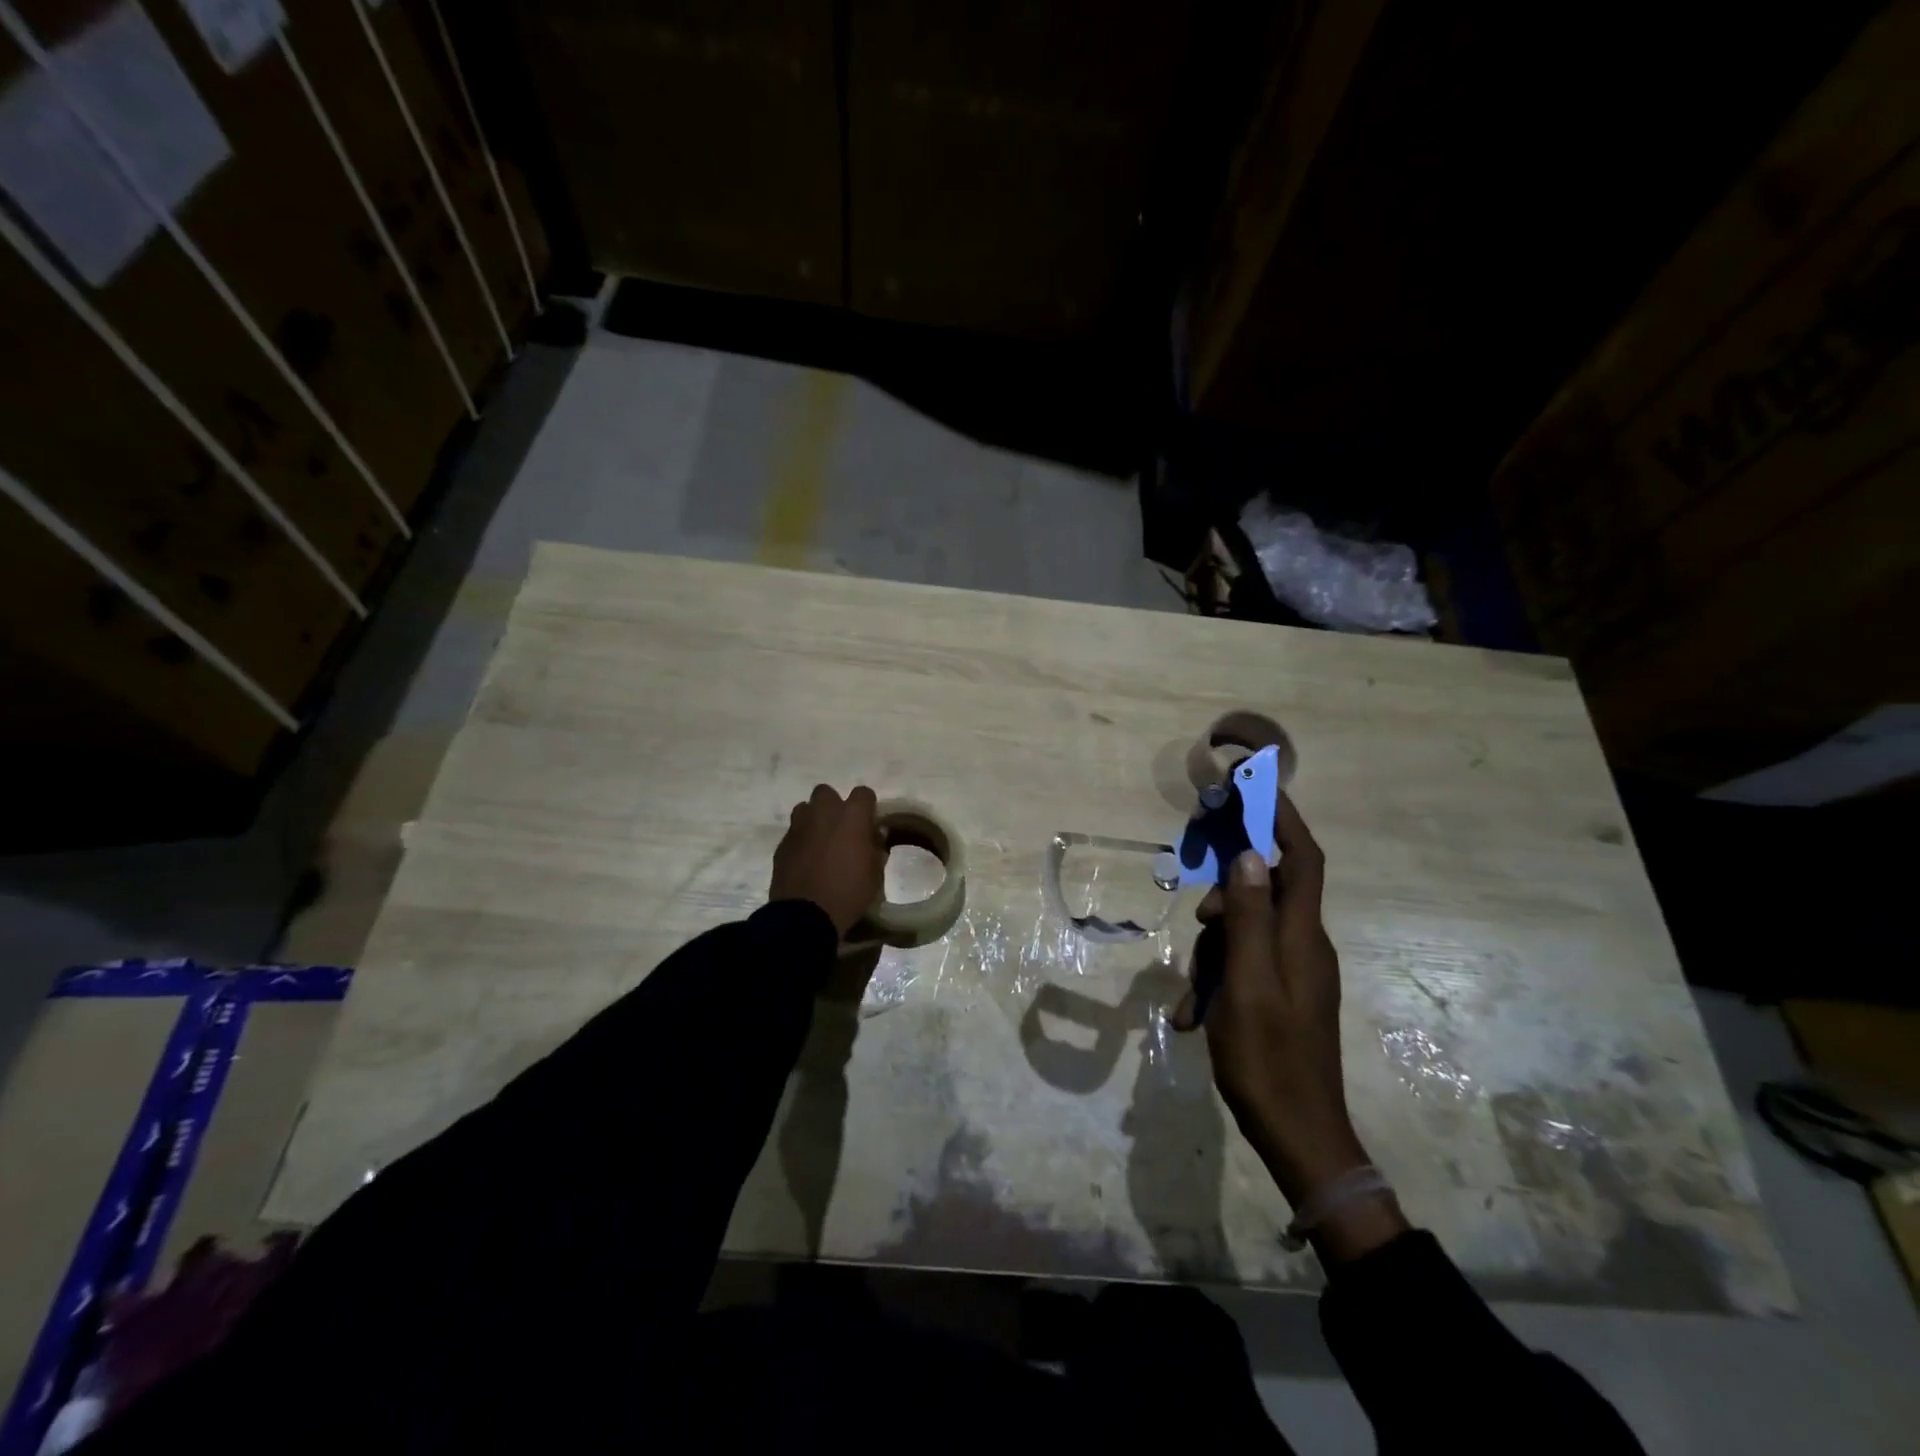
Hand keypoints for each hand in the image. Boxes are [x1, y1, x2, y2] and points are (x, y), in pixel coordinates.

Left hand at [770, 784, 884, 937]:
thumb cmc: (848, 892)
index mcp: (851, 816)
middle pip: (826, 792)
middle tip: (841, 828)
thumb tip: (875, 836)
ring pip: (805, 809)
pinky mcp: (782, 844)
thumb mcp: (875, 874)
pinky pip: (794, 832)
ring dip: (814, 819)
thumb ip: (876, 848)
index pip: (863, 793)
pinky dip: (801, 840)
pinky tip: (806, 860)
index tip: (869, 823)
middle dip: (834, 805)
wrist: (805, 916)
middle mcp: (823, 813)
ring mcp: (799, 827)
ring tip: (821, 841)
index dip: (867, 806)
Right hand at [1179, 795, 1405, 1257]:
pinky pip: (1245, 970)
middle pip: (1264, 895)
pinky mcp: (1283, 998)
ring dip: (1213, 954)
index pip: (1300, 860)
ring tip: (1190, 999)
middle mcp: (1306, 947)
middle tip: (1199, 927)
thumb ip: (1248, 918)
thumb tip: (1248, 856)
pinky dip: (1217, 983)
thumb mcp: (1246, 982)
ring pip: (1247, 935)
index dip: (1283, 820)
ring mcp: (1296, 975)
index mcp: (1304, 937)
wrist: (1299, 1137)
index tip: (1257, 787)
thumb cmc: (1268, 1056)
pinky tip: (1193, 1017)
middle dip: (1226, 902)